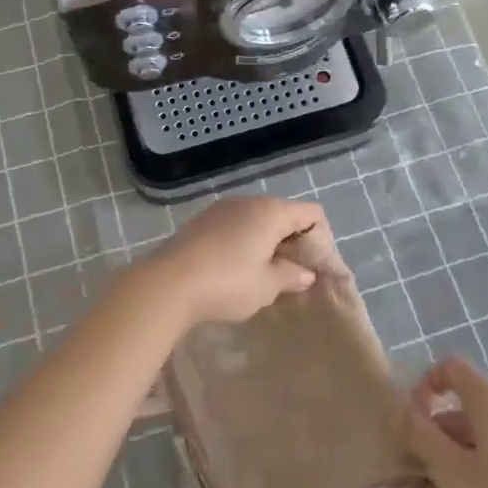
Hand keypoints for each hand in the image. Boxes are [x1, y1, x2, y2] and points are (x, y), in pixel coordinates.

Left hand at [130, 197, 323, 327]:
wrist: (166, 284)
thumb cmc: (227, 283)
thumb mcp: (267, 286)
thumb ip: (291, 276)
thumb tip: (306, 273)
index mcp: (271, 211)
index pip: (311, 213)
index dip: (321, 239)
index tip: (315, 269)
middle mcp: (248, 201)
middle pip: (284, 215)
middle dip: (293, 243)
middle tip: (293, 276)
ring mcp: (221, 209)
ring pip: (257, 221)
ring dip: (267, 244)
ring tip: (264, 276)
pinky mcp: (201, 222)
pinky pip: (235, 227)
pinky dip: (244, 243)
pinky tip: (236, 271)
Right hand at [402, 358, 487, 487]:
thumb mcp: (448, 469)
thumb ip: (420, 435)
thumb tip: (402, 411)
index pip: (450, 370)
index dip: (424, 387)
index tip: (408, 421)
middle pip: (456, 413)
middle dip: (424, 441)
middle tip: (400, 476)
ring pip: (469, 443)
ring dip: (438, 464)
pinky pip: (486, 462)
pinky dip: (462, 476)